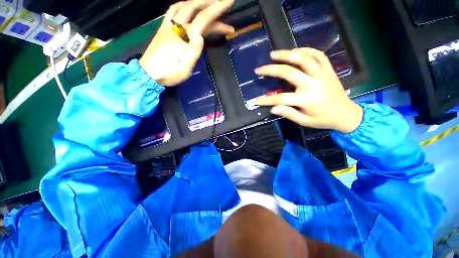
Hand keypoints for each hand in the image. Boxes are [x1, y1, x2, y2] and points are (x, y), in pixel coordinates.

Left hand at [140, 0, 234, 85]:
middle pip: (195, 8)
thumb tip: (201, 37)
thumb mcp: (185, 69)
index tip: (229, 2)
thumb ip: (193, 53)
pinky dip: (183, 4)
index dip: (217, 9)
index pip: (204, 18)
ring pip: (184, 6)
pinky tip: (188, 6)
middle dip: (211, 3)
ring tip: (209, 5)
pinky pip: (173, 10)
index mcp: (184, 37)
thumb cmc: (169, 74)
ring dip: (198, 2)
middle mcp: (176, 27)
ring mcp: (168, 25)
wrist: (148, 74)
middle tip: (223, 3)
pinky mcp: (163, 28)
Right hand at [255, 48, 362, 133]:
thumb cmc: (323, 119)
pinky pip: (318, 55)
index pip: (281, 99)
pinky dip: (306, 50)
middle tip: (260, 69)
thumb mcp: (305, 122)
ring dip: (287, 54)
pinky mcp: (328, 69)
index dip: (267, 100)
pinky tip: (295, 50)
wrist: (346, 114)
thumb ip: (289, 114)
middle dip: (271, 70)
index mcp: (307, 100)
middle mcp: (313, 84)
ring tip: (274, 54)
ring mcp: (322, 74)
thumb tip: (273, 108)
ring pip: (303, 58)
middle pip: (289, 72)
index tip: (256, 100)